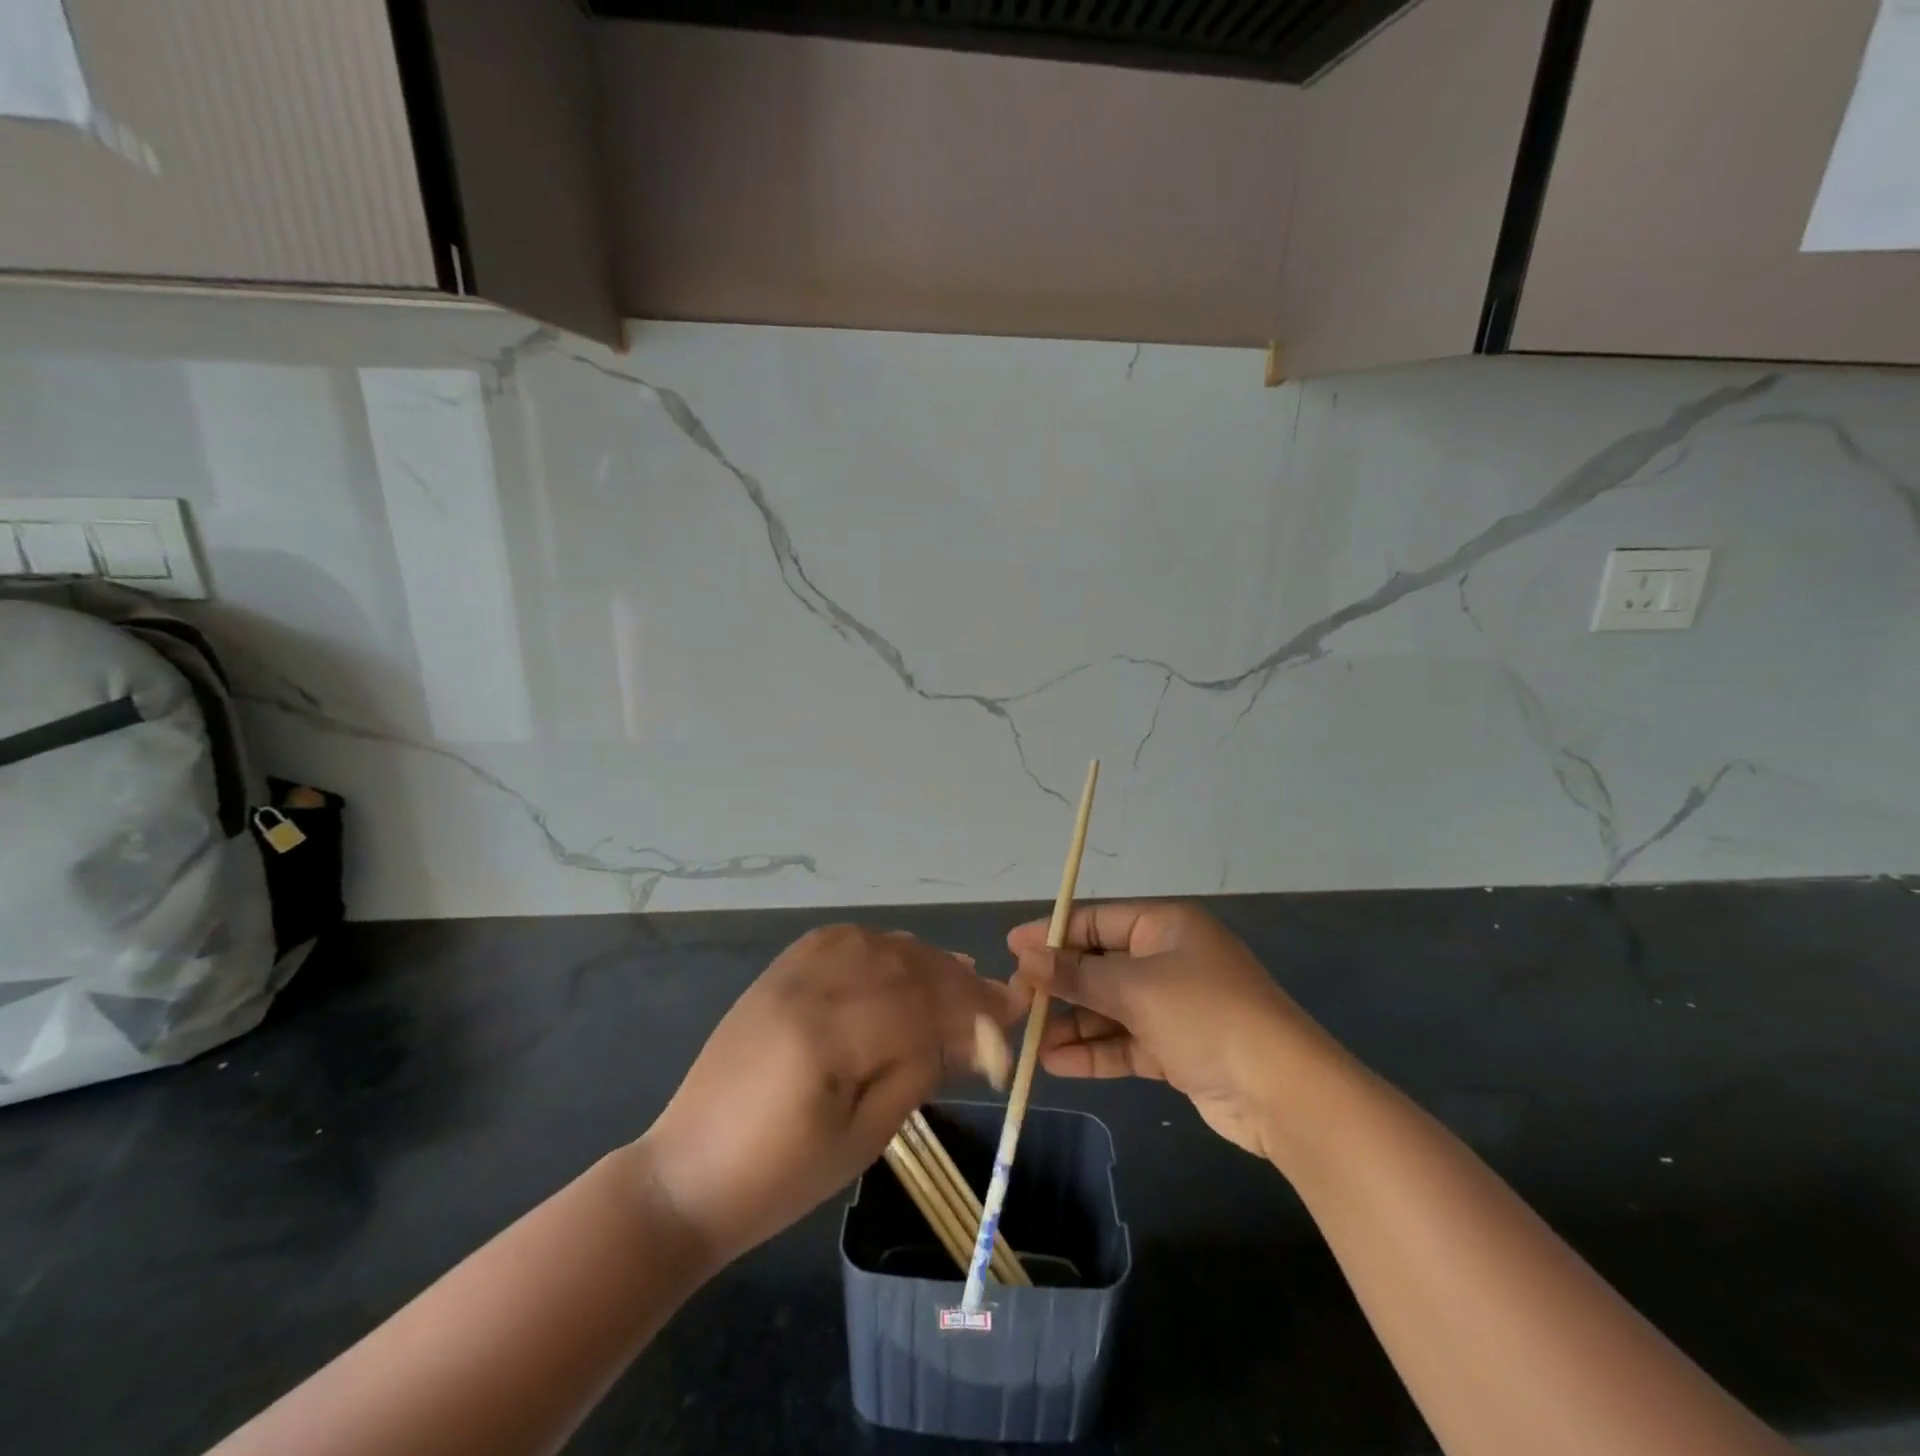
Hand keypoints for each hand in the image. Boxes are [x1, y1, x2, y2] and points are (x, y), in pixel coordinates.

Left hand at [639, 926, 1018, 1266]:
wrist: (687, 1174)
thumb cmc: (779, 1179)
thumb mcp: (863, 1139)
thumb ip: (918, 1073)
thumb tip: (970, 1035)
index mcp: (827, 1035)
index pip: (919, 1006)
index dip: (972, 1011)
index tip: (1012, 1017)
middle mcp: (808, 987)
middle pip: (902, 966)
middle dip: (956, 982)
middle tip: (995, 999)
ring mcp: (788, 974)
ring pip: (874, 944)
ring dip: (922, 958)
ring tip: (957, 978)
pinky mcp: (776, 974)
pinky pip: (838, 939)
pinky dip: (878, 943)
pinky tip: (899, 957)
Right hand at [1009, 902, 1340, 1160]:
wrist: (1283, 1092)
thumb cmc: (1206, 1015)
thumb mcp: (1136, 989)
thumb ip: (1077, 976)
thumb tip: (1025, 958)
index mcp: (1165, 927)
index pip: (1097, 921)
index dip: (1054, 933)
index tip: (1012, 948)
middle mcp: (1168, 959)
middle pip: (1101, 965)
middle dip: (1059, 985)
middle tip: (1015, 1001)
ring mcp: (1174, 1006)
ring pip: (1109, 1008)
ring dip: (1072, 1023)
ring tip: (1028, 1041)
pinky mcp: (1177, 1048)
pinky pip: (1125, 1041)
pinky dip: (1094, 1051)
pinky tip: (1056, 1063)